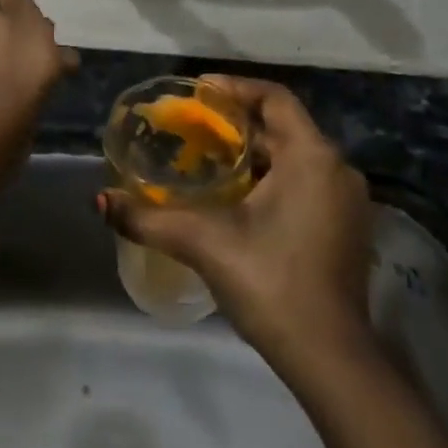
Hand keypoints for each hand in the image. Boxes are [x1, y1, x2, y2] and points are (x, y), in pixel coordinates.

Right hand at [100, 76, 373, 376]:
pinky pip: (306, 181)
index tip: (197, 91)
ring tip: (207, 156)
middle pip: (283, 127)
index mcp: (312, 157)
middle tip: (192, 127)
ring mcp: (346, 201)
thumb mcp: (204, 243)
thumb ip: (149, 218)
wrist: (330, 358)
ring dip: (253, 152)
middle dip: (237, 124)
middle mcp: (336, 169)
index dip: (234, 88)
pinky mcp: (346, 227)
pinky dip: (272, 176)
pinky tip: (237, 195)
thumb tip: (100, 201)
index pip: (274, 98)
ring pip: (294, 156)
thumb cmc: (271, 283)